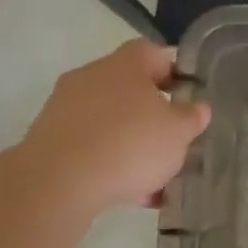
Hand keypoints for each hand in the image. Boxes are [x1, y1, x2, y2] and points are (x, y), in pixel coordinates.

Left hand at [23, 40, 210, 214]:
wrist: (57, 184)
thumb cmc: (129, 144)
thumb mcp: (178, 133)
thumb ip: (192, 117)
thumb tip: (198, 108)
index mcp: (125, 64)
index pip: (156, 53)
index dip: (176, 71)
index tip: (190, 95)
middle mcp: (92, 77)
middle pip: (131, 89)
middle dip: (154, 115)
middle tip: (175, 139)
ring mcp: (66, 108)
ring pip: (111, 122)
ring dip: (133, 144)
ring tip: (157, 177)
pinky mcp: (49, 140)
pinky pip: (91, 147)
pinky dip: (111, 164)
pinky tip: (132, 194)